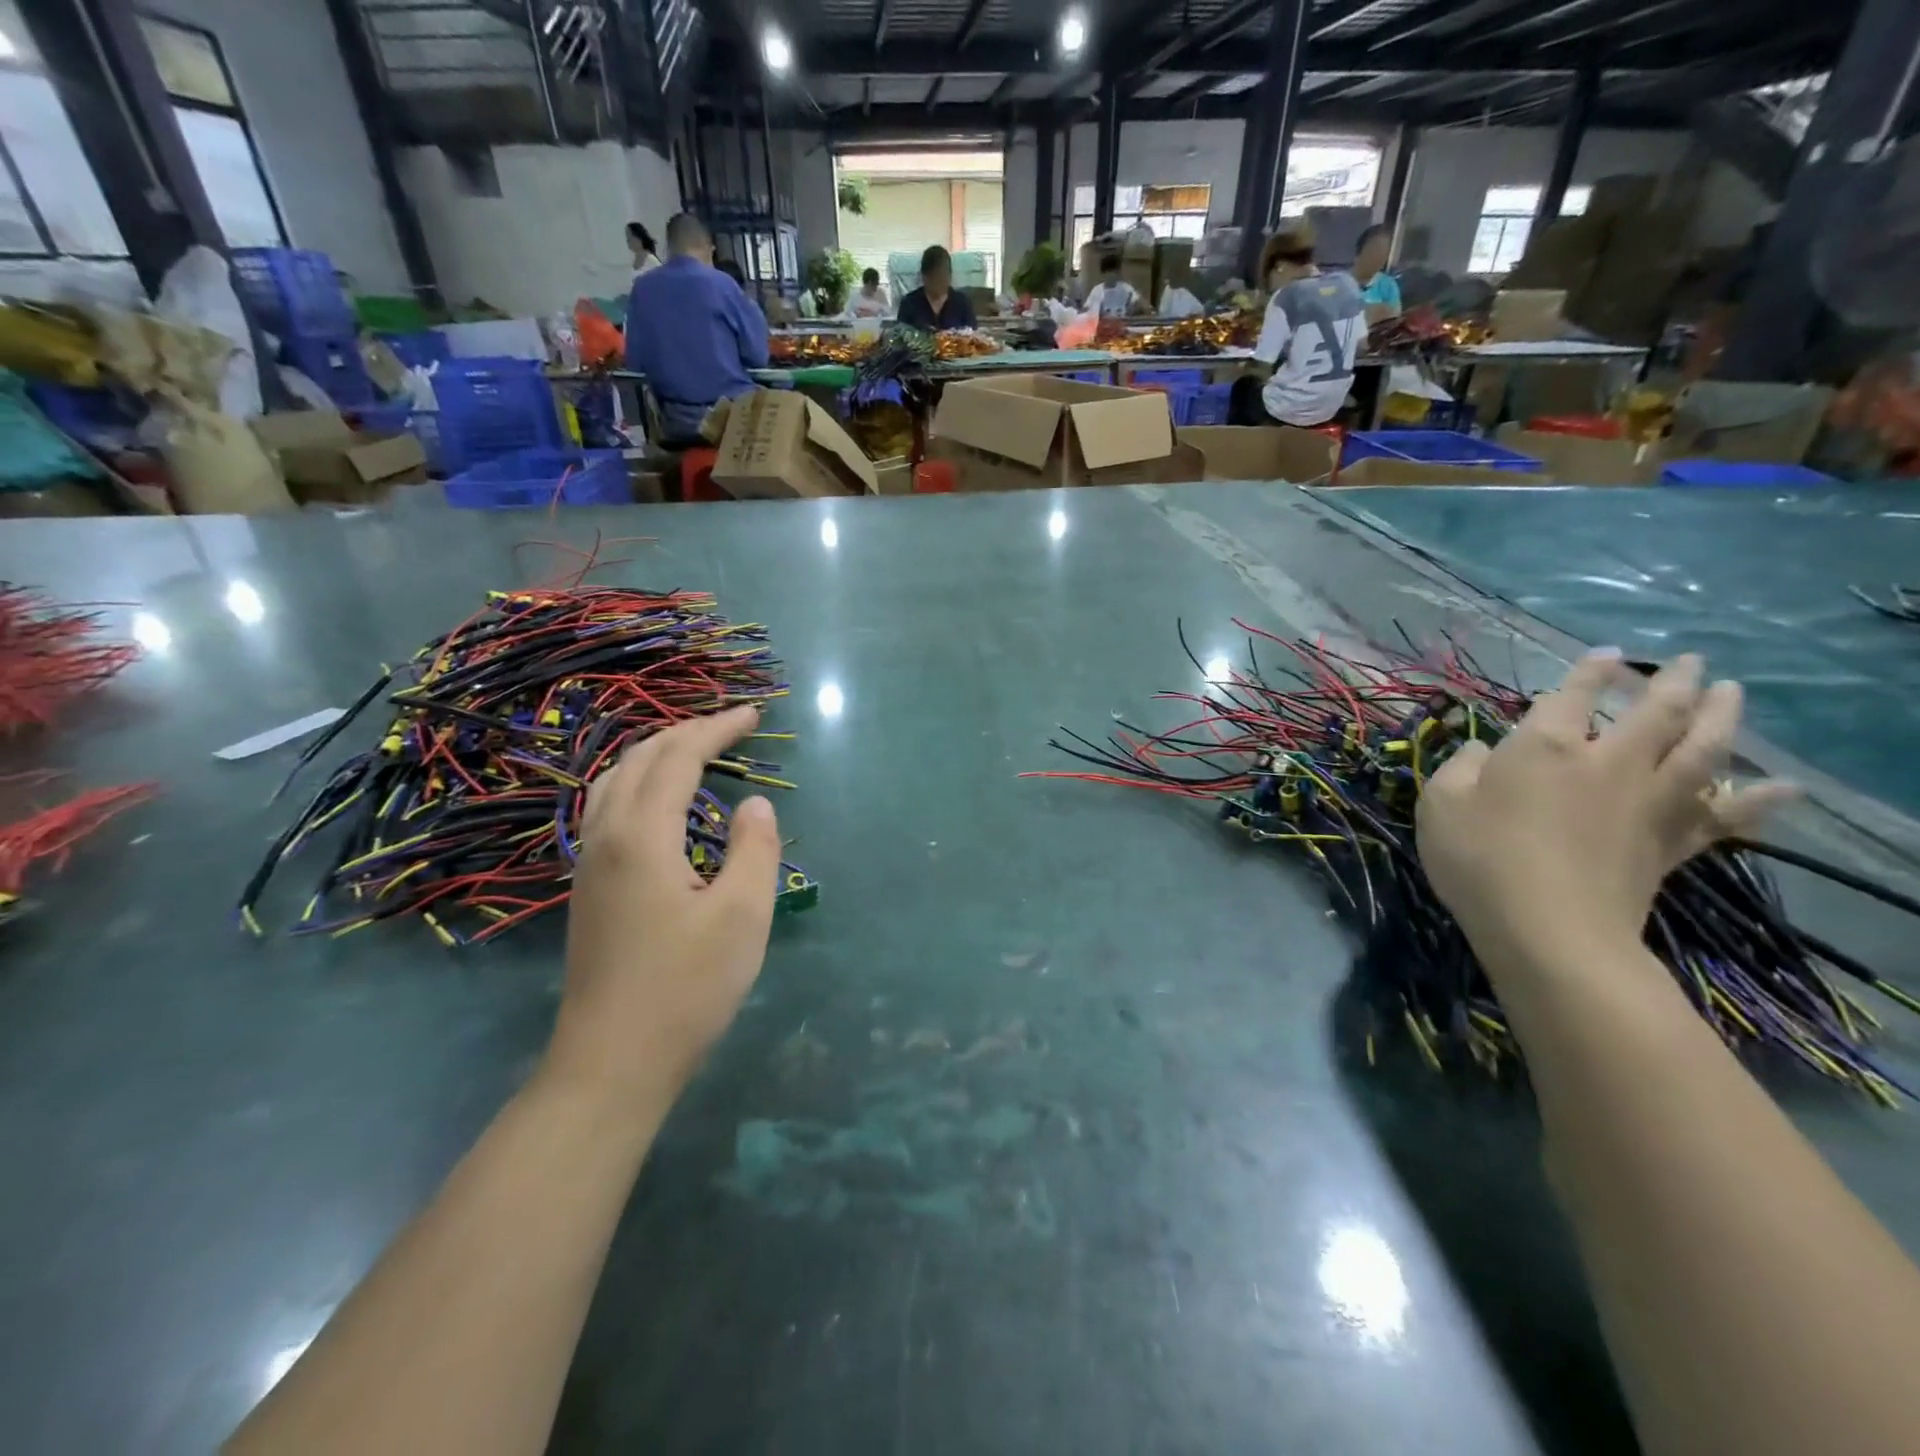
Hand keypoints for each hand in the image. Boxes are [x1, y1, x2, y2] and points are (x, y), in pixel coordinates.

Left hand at [546, 705, 782, 1110]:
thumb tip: (754, 806)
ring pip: (615, 782)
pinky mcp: (589, 888)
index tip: (755, 714)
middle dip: (687, 732)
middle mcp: (605, 837)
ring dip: (657, 754)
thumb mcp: (741, 916)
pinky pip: (608, 808)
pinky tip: (660, 803)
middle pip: (640, 759)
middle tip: (732, 726)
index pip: (678, 758)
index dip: (717, 729)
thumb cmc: (686, 988)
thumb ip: (754, 850)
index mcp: (642, 836)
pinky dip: (640, 783)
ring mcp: (590, 863)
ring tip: (697, 751)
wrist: (612, 1063)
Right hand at [1416, 651, 1795, 969]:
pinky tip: (1783, 788)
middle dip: (1673, 682)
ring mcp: (1648, 801)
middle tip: (1691, 661)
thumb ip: (1459, 769)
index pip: (1572, 695)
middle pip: (1655, 712)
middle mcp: (1606, 761)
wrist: (1548, 928)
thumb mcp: (1439, 806)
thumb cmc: (1479, 859)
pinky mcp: (1671, 842)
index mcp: (1544, 747)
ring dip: (1722, 716)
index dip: (1589, 671)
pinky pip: (1724, 816)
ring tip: (1732, 692)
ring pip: (1701, 749)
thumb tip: (1480, 750)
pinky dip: (1758, 802)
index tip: (1607, 654)